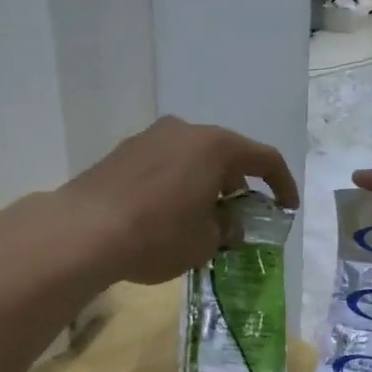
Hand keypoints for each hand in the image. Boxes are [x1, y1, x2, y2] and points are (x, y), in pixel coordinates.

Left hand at [62, 117, 299, 284]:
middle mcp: (185, 131)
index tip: (287, 207)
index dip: (282, 183)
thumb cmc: (157, 235)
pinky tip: (168, 213)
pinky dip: (177, 183)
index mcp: (215, 146)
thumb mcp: (205, 241)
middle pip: (225, 154)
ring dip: (205, 184)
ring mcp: (150, 137)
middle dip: (238, 186)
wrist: (83, 231)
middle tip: (240, 218)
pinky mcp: (123, 152)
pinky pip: (164, 164)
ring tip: (202, 218)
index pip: (264, 158)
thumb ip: (227, 227)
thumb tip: (228, 223)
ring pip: (192, 158)